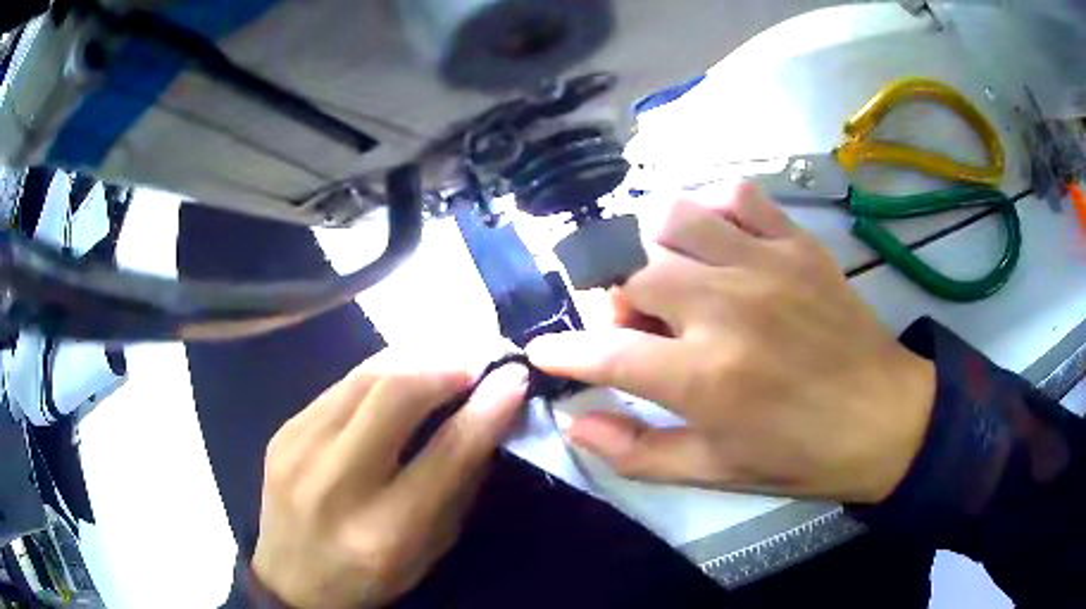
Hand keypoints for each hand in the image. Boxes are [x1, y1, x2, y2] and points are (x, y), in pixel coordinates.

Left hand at [251, 353, 527, 607]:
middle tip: (477, 360)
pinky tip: (398, 379)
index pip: (447, 453)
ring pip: (365, 376)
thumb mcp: (429, 549)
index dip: (487, 408)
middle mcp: (335, 482)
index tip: (515, 376)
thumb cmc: (370, 577)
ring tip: (445, 358)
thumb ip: (459, 487)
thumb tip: (489, 417)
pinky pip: (340, 385)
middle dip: (446, 365)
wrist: (291, 579)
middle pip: (395, 393)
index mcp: (384, 531)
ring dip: (415, 358)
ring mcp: (299, 448)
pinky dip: (380, 374)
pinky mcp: (283, 430)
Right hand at [528, 183, 934, 504]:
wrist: (886, 418)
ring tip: (675, 281)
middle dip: (615, 304)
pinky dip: (714, 210)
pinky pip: (737, 196)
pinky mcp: (797, 243)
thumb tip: (575, 424)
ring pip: (673, 219)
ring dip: (655, 249)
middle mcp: (725, 308)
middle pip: (630, 274)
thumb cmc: (801, 455)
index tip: (545, 350)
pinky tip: (719, 242)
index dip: (561, 351)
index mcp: (704, 377)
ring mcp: (764, 264)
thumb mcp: (717, 472)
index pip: (603, 351)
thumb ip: (638, 452)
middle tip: (640, 331)